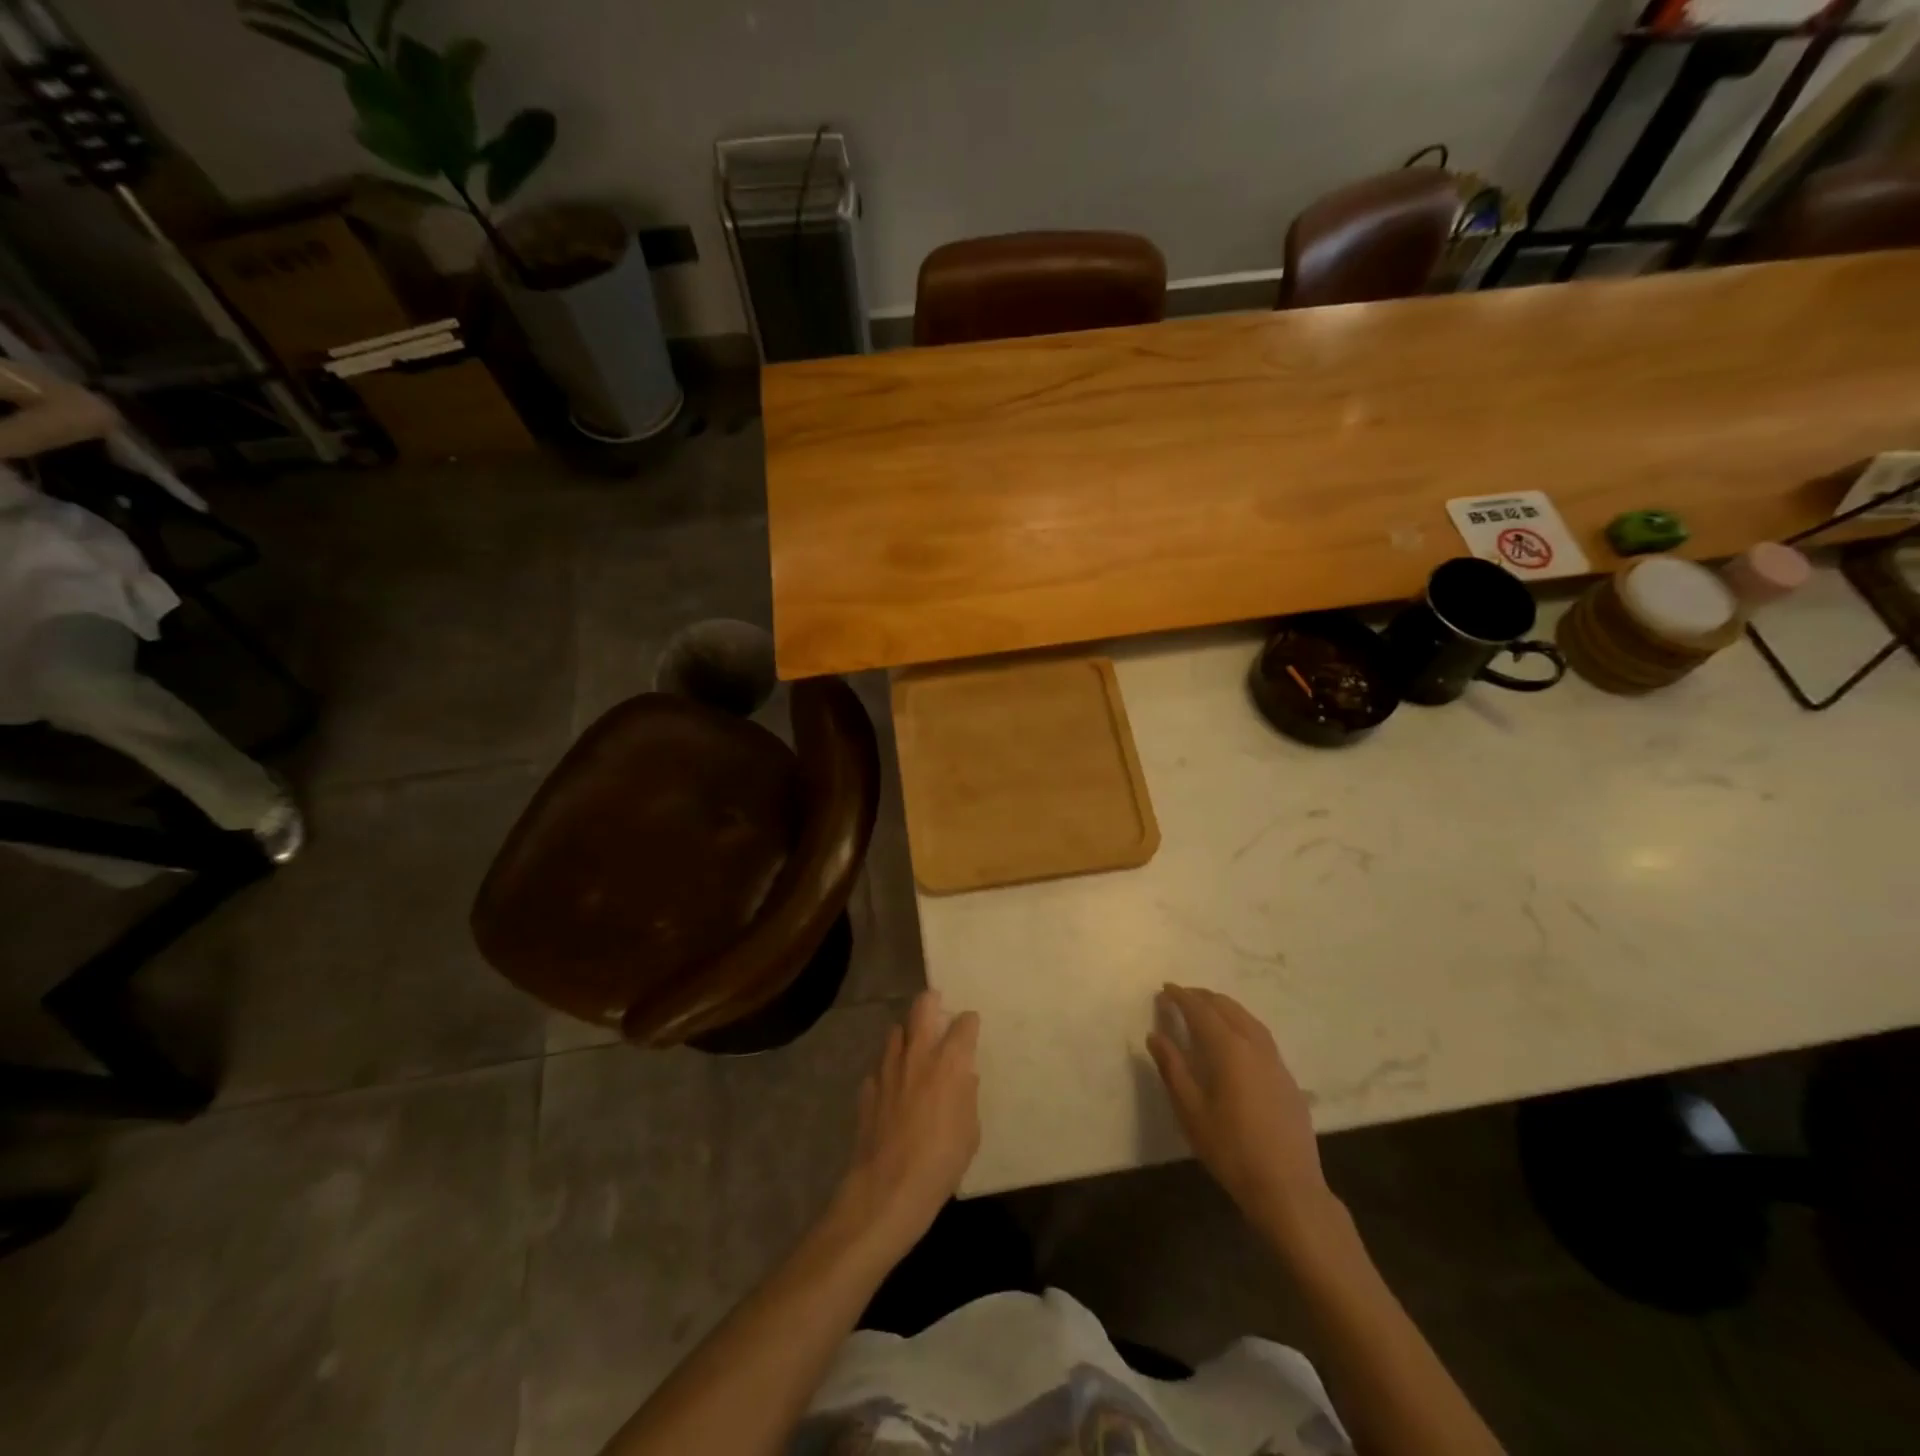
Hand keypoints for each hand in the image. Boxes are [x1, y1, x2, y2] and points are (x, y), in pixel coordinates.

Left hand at [831, 990, 980, 1256]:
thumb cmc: (941, 1161)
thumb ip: (967, 1096)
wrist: (889, 1188)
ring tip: (915, 1046)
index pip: (963, 1024)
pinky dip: (889, 1068)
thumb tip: (964, 1076)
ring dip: (907, 1033)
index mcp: (949, 1062)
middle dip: (932, 1001)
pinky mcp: (868, 1087)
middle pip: (922, 1007)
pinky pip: (880, 1066)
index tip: (971, 1025)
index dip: (969, 1022)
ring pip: (896, 1031)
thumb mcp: (970, 1131)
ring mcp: (888, 1068)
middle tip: (938, 1006)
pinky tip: (894, 1085)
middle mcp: (918, 1055)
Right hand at [1148, 984, 1337, 1238]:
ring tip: (1207, 1009)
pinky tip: (1236, 1039)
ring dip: (1224, 1007)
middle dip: (1203, 997)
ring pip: (1248, 1018)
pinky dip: (1242, 1023)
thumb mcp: (1191, 1111)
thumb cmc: (1231, 1150)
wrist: (1288, 1188)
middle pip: (1227, 1007)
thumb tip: (1155, 1035)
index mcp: (1228, 1049)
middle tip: (1181, 997)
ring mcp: (1275, 1061)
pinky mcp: (1287, 1078)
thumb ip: (1172, 1068)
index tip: (1164, 989)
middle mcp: (1254, 1045)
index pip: (1201, 1010)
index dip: (1181, 996)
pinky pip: (1261, 1035)